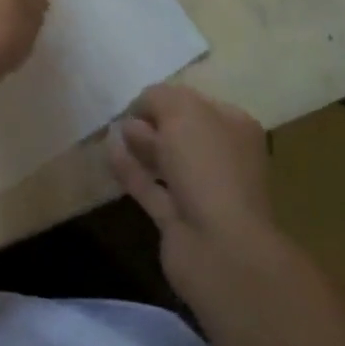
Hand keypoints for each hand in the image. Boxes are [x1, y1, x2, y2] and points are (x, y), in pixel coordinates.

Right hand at [109, 84, 281, 305]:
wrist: (221, 248)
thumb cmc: (208, 166)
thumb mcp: (182, 112)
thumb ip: (158, 97)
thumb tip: (142, 105)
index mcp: (235, 129)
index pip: (198, 103)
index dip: (168, 98)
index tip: (138, 98)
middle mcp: (223, 159)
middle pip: (182, 133)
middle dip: (153, 122)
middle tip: (124, 115)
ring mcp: (202, 193)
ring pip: (166, 161)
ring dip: (141, 145)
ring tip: (114, 130)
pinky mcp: (178, 220)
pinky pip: (151, 188)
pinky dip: (131, 171)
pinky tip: (109, 154)